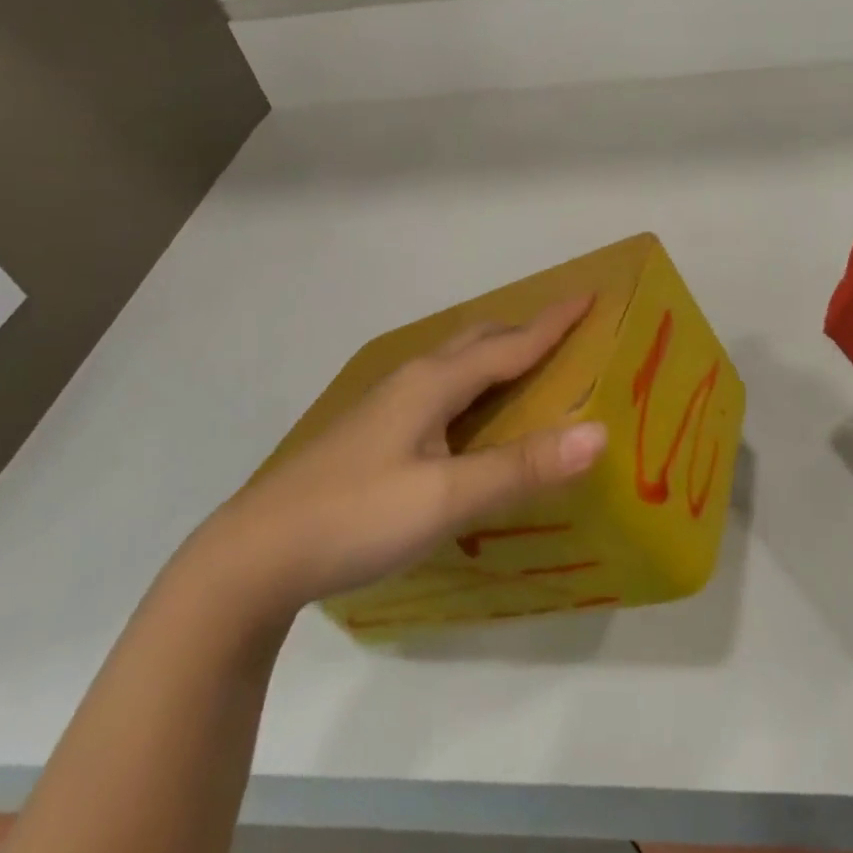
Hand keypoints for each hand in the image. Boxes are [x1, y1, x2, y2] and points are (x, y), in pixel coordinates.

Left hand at [186, 297, 607, 626]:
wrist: (253, 557)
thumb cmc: (356, 517)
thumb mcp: (447, 498)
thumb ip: (522, 467)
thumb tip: (599, 432)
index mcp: (433, 384)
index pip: (509, 344)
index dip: (553, 322)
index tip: (589, 295)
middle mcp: (410, 382)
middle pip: (477, 341)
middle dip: (523, 330)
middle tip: (564, 332)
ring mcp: (385, 407)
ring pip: (452, 364)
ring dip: (494, 354)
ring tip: (524, 366)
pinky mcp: (371, 433)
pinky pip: (437, 389)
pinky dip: (471, 384)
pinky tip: (466, 416)